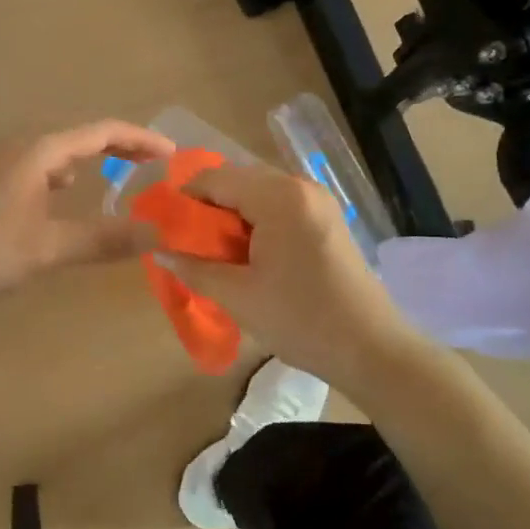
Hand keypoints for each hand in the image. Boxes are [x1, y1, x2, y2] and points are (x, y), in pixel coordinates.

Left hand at [0, 121, 175, 301]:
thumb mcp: (48, 247)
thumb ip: (103, 239)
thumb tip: (157, 234)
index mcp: (39, 151)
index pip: (103, 132)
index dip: (142, 139)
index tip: (173, 154)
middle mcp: (20, 146)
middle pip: (81, 137)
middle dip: (120, 149)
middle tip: (153, 166)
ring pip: (57, 153)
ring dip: (90, 161)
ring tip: (116, 179)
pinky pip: (37, 167)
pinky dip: (62, 176)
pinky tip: (60, 197)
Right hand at [168, 164, 409, 386]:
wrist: (372, 350)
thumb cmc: (301, 320)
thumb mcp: (238, 295)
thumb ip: (194, 267)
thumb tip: (157, 252)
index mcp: (279, 197)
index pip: (214, 179)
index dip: (183, 201)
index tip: (165, 231)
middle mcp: (300, 187)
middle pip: (236, 181)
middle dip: (207, 210)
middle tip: (188, 246)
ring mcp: (318, 202)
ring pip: (257, 195)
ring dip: (230, 218)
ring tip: (215, 255)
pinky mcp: (326, 220)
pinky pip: (278, 208)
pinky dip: (254, 224)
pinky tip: (247, 257)